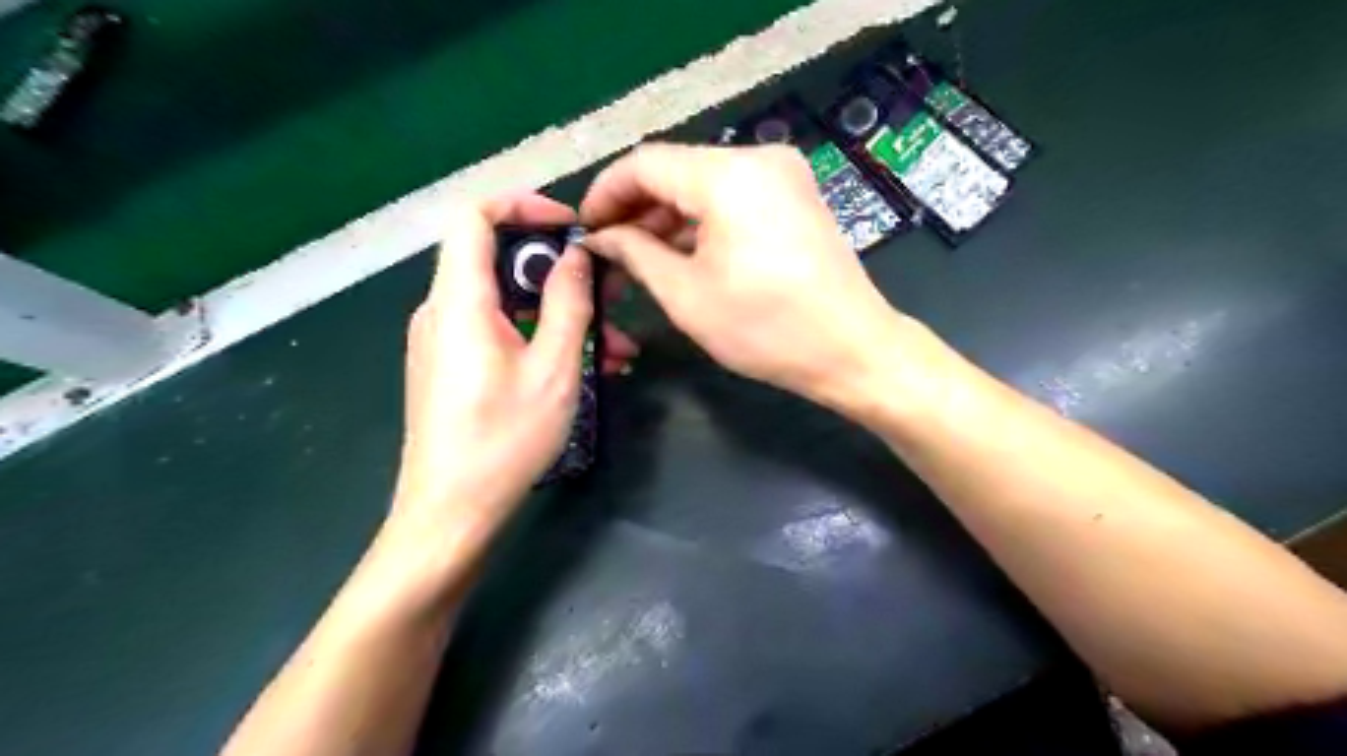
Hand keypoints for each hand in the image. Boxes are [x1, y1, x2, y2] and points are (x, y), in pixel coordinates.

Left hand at [393, 191, 636, 538]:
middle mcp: (444, 311)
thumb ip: (568, 303)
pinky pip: (501, 333)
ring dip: (563, 315)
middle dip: (562, 272)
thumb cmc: (503, 440)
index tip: (572, 228)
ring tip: (618, 347)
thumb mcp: (554, 369)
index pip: (475, 216)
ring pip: (510, 304)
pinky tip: (588, 368)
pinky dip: (542, 338)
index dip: (524, 206)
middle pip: (500, 261)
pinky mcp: (454, 368)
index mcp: (460, 301)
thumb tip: (577, 256)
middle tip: (613, 294)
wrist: (450, 514)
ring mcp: (446, 342)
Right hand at [582, 141, 902, 402]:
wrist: (852, 349)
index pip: (645, 163)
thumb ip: (635, 253)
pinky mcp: (796, 196)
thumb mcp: (686, 296)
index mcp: (728, 176)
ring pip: (704, 183)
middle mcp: (759, 158)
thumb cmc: (766, 329)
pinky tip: (682, 252)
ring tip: (640, 256)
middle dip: (637, 207)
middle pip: (676, 169)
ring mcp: (784, 175)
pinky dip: (702, 220)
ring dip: (669, 216)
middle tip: (609, 249)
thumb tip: (601, 236)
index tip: (586, 227)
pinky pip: (734, 196)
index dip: (606, 192)